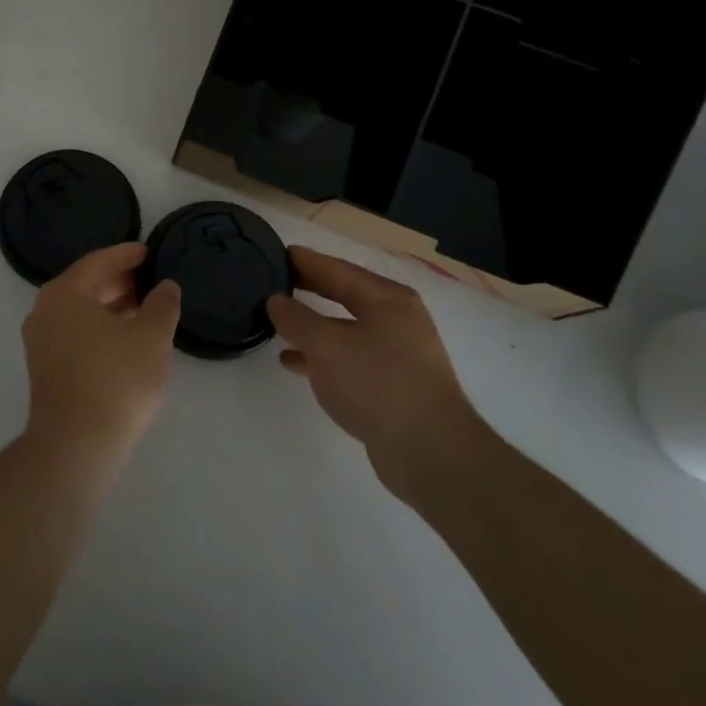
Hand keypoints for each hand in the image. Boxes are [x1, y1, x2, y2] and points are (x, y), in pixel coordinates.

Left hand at [22, 243, 181, 468]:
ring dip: (112, 306)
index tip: (149, 252)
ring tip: (145, 309)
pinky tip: (127, 339)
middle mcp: (45, 310)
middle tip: (150, 279)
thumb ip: (162, 305)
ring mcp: (41, 341)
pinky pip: (75, 332)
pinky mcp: (45, 368)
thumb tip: (165, 286)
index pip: (99, 261)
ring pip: (80, 311)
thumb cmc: (116, 379)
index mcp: (65, 292)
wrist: (76, 444)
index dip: (127, 255)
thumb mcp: (152, 337)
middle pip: (86, 284)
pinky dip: (100, 327)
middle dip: (119, 281)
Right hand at [267, 247, 483, 498]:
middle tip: (273, 281)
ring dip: (313, 325)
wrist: (431, 453)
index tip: (274, 253)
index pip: (336, 268)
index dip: (304, 260)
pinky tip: (294, 363)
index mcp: (386, 298)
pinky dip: (323, 356)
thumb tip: (277, 300)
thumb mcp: (326, 345)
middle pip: (343, 294)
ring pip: (345, 328)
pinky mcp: (394, 385)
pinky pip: (350, 358)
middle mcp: (396, 319)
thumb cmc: (377, 383)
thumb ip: (296, 318)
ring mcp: (398, 353)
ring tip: (277, 324)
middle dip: (309, 288)